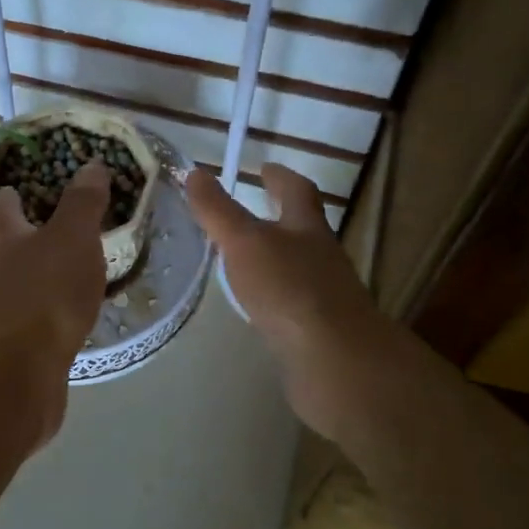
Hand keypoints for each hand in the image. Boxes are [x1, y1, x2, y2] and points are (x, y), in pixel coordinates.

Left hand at [0, 161, 109, 419]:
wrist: (17, 373)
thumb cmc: (45, 294)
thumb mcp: (71, 238)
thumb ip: (82, 204)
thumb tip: (90, 165)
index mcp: (9, 242)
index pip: (4, 210)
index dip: (9, 196)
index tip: (13, 187)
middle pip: (9, 249)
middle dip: (27, 237)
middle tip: (56, 226)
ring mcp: (4, 315)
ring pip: (23, 286)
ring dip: (43, 276)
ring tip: (73, 271)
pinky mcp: (18, 350)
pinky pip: (38, 321)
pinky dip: (53, 312)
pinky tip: (72, 317)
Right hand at [186, 164, 402, 441]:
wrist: (334, 360)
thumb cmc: (289, 289)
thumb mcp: (245, 242)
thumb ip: (218, 210)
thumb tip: (194, 172)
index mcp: (307, 228)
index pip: (297, 190)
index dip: (279, 176)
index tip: (263, 167)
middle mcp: (321, 256)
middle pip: (302, 228)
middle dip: (277, 216)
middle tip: (248, 210)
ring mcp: (323, 294)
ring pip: (296, 266)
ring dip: (274, 257)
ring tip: (241, 258)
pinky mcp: (317, 329)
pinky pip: (291, 302)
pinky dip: (273, 295)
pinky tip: (254, 306)